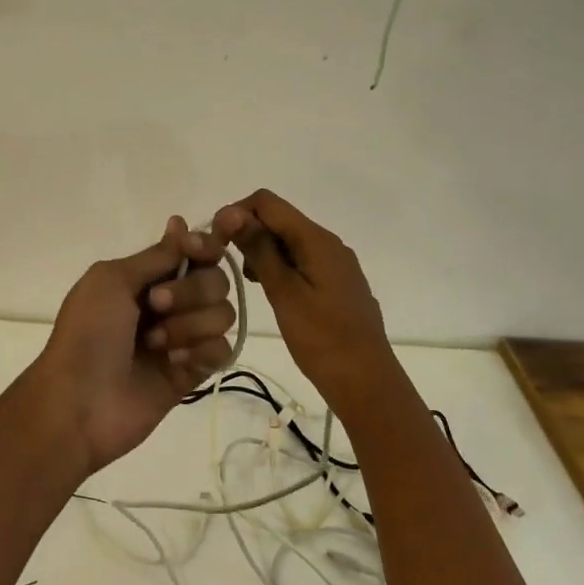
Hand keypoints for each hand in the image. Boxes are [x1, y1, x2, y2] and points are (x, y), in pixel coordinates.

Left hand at [27, 217, 235, 472]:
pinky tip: (175, 364)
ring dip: (190, 324)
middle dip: (191, 291)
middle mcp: (169, 303)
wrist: (79, 402)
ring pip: (222, 314)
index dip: (205, 246)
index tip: (198, 250)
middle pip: (215, 280)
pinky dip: (201, 352)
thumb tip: (181, 223)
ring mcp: (183, 338)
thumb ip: (156, 256)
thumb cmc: (88, 333)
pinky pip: (222, 350)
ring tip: (156, 344)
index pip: (194, 252)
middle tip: (156, 305)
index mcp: (146, 277)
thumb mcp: (112, 280)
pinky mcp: (193, 373)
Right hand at [212, 189, 399, 409]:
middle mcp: (328, 242)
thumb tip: (232, 212)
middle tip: (227, 264)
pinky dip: (278, 266)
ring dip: (261, 250)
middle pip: (278, 218)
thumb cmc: (321, 338)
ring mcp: (335, 262)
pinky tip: (269, 290)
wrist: (366, 382)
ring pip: (288, 239)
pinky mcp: (335, 282)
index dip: (236, 213)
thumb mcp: (284, 292)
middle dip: (248, 232)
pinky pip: (300, 259)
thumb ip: (259, 249)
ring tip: (249, 282)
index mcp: (316, 239)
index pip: (267, 202)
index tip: (216, 242)